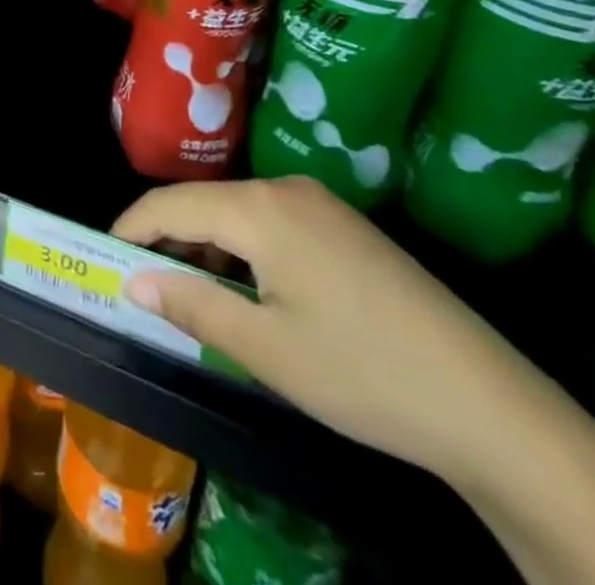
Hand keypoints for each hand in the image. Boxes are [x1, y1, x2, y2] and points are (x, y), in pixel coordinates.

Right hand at [113, 176, 559, 488]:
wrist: (490, 405)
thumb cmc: (362, 373)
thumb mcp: (266, 350)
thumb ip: (192, 305)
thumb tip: (133, 281)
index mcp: (260, 208)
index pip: (170, 202)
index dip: (131, 227)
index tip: (104, 257)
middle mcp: (286, 189)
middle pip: (204, 201)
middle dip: (166, 237)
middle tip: (142, 281)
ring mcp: (322, 204)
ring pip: (238, 211)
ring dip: (205, 244)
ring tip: (191, 291)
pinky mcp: (347, 227)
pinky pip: (272, 222)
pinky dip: (243, 248)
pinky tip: (249, 289)